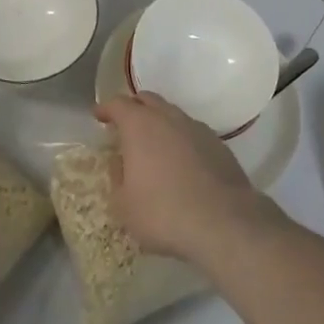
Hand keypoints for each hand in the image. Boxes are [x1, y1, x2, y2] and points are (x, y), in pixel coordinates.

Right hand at [94, 92, 272, 265]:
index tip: (99, 116)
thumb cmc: (163, 212)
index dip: (106, 108)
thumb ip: (117, 179)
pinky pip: (193, 133)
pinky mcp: (219, 145)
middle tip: (125, 126)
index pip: (117, 104)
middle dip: (134, 108)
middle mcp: (168, 118)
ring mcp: (196, 129)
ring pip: (172, 114)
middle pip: (147, 100)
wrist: (224, 223)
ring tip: (155, 145)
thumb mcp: (124, 205)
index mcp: (139, 125)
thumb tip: (120, 164)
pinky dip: (182, 140)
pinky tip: (182, 162)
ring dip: (160, 123)